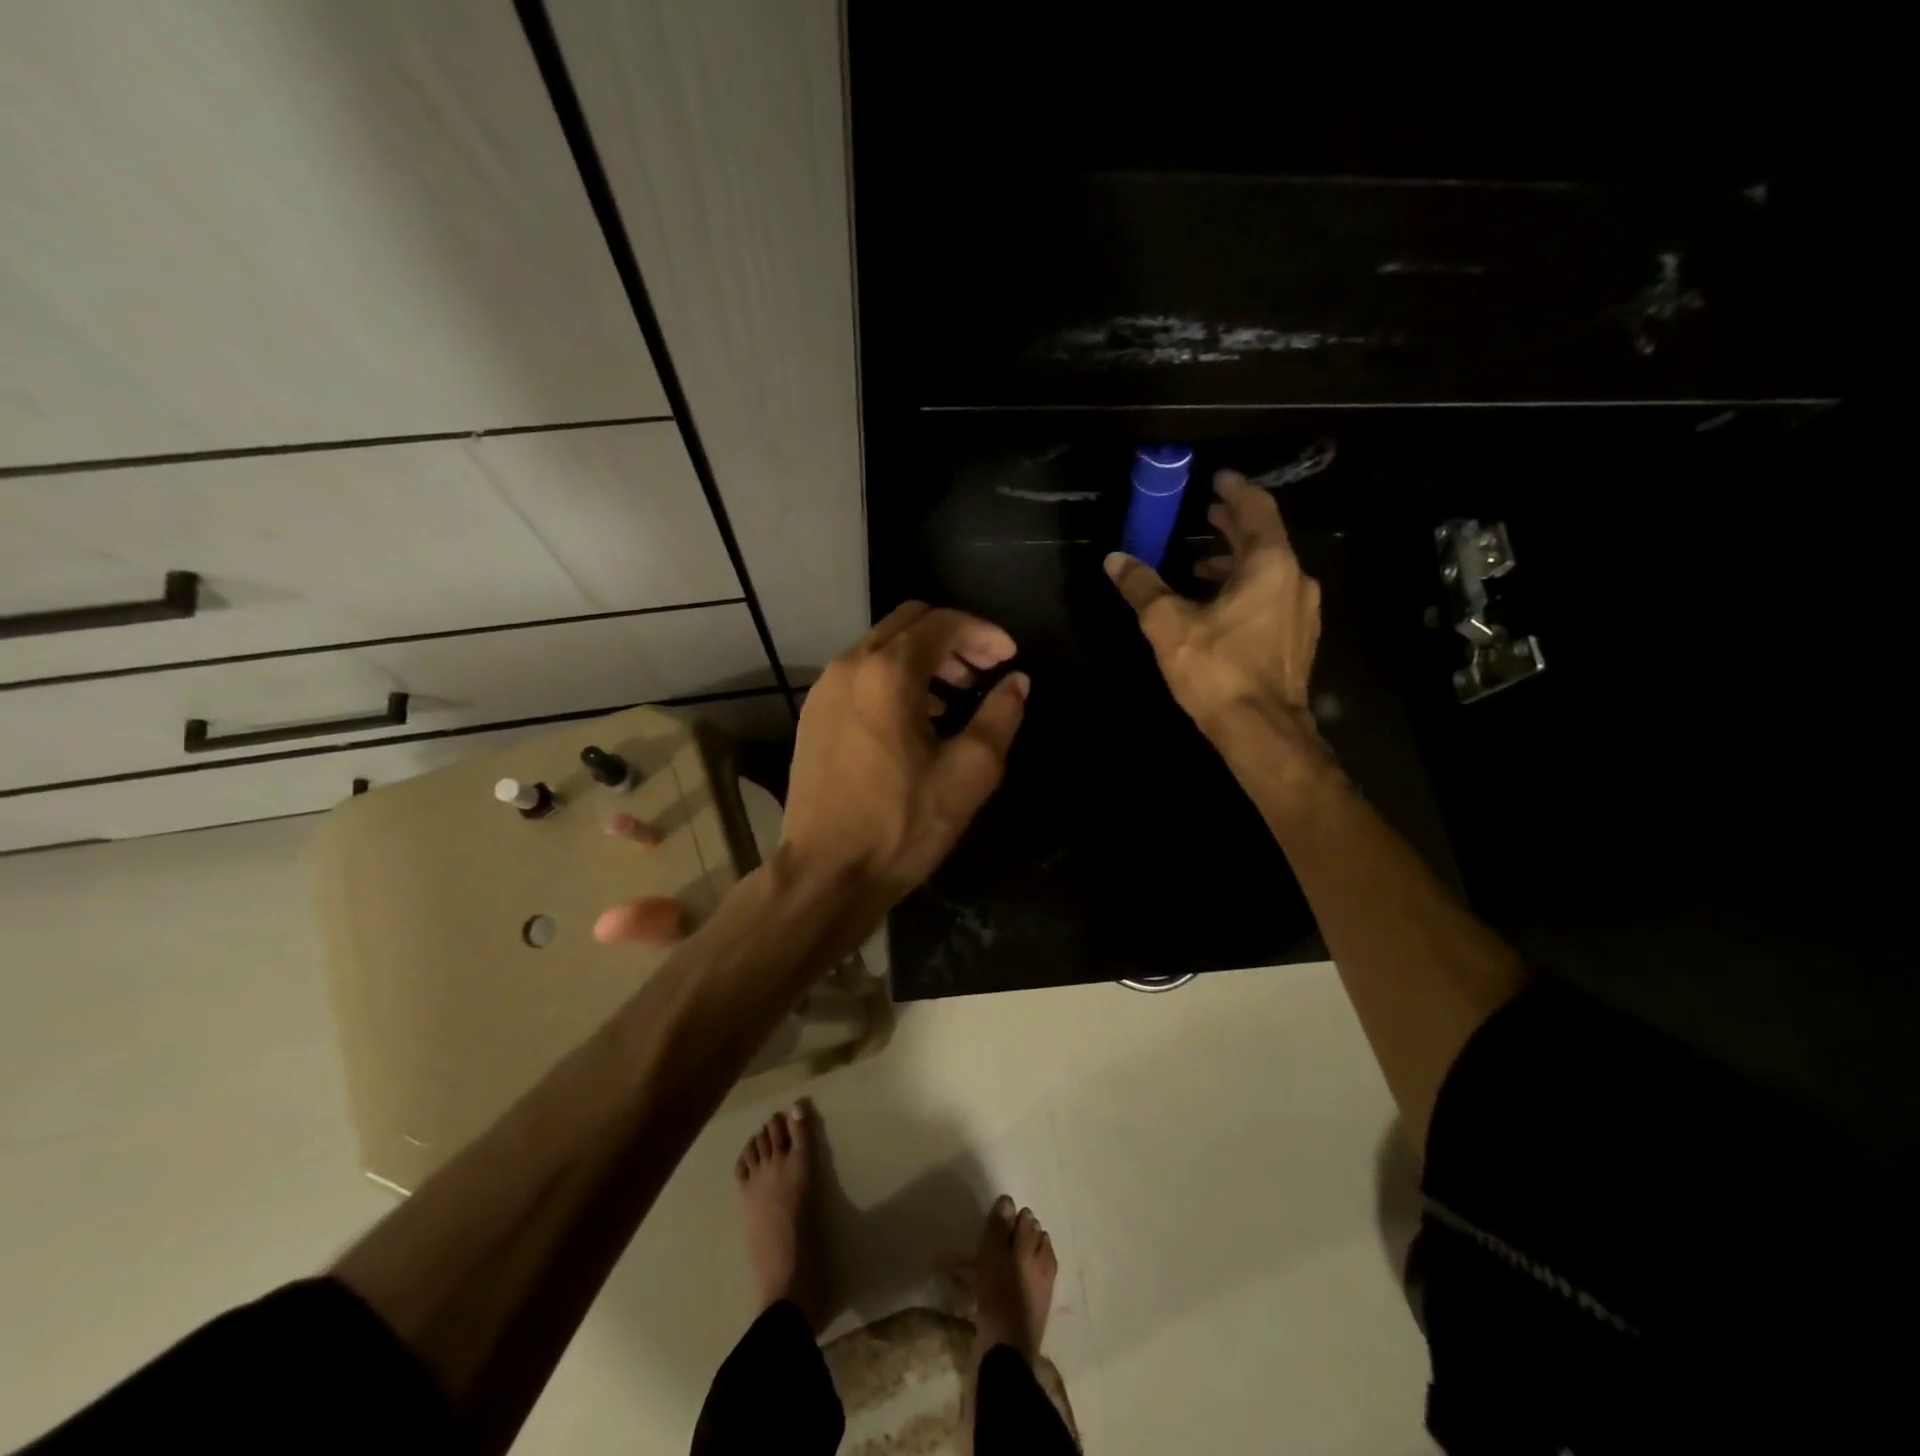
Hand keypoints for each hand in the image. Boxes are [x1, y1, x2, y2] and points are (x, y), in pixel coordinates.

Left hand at [779, 603, 1028, 922]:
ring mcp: (824, 689)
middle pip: (909, 623)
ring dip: (923, 657)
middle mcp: (850, 666)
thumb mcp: (969, 773)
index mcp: (888, 673)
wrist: (825, 873)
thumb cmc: (902, 825)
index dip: (984, 633)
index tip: (1009, 658)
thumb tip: (1017, 681)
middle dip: (953, 638)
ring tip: (954, 696)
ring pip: (882, 646)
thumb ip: (1000, 716)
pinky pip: (860, 674)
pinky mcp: (813, 714)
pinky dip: (894, 677)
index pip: (943, 623)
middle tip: (984, 672)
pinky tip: (916, 717)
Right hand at [1105, 470, 1322, 748]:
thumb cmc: (1217, 669)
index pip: (1257, 510)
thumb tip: (1114, 559)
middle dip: (1234, 524)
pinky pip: (1273, 596)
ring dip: (1237, 561)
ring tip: (1201, 564)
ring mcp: (1301, 612)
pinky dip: (1247, 588)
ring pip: (1269, 571)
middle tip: (1208, 513)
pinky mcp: (1297, 639)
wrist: (1262, 730)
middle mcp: (1295, 580)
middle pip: (1265, 539)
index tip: (1219, 479)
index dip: (1236, 491)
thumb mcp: (1168, 624)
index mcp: (1269, 565)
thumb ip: (1142, 587)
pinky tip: (1220, 607)